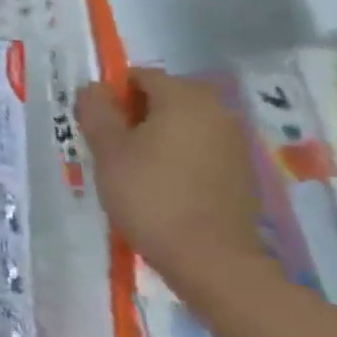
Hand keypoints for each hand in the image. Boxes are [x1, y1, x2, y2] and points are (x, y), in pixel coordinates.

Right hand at [75, 68, 265, 288]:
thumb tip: (94, 88)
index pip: (141, 76)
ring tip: (133, 167)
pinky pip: (200, 149)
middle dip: (136, 114)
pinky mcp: (242, 173)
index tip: (97, 125)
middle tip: (112, 146)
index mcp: (184, 98)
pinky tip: (162, 185)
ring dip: (157, 136)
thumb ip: (96, 110)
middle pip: (165, 97)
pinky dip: (178, 156)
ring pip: (183, 124)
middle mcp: (217, 112)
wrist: (211, 260)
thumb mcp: (107, 149)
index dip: (113, 95)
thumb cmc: (150, 195)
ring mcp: (235, 144)